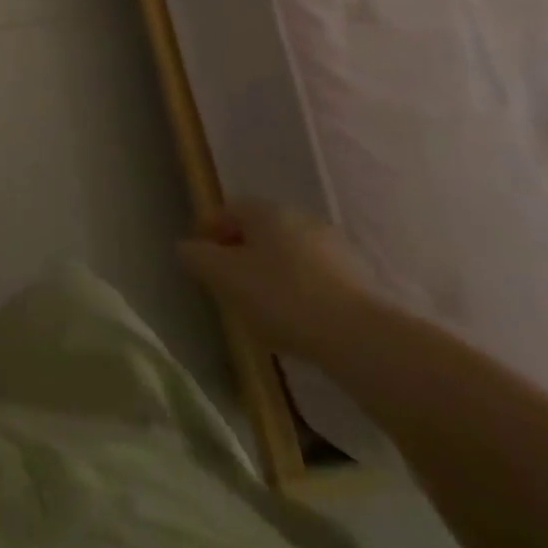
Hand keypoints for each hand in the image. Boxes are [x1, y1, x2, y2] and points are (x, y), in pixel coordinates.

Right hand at [178, 200, 387, 359]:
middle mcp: (300, 217)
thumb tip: (187, 248)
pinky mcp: (357, 277)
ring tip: (259, 305)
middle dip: (238, 252)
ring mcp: (333, 246)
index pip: (226, 210)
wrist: (360, 338)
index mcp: (266, 211)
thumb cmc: (281, 297)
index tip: (198, 260)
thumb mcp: (223, 277)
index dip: (206, 231)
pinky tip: (294, 318)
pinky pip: (313, 275)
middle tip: (225, 282)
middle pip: (258, 230)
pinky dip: (297, 288)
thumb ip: (196, 257)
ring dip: (269, 271)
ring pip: (287, 253)